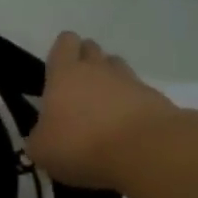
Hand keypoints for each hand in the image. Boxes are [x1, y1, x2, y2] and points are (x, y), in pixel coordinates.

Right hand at [26, 33, 180, 191]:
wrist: (146, 153)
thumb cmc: (81, 145)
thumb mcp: (42, 149)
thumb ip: (40, 136)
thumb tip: (44, 136)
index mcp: (64, 74)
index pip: (65, 44)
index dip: (62, 50)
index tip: (58, 67)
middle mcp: (97, 70)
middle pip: (92, 49)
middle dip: (85, 61)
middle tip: (78, 88)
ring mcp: (130, 82)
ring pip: (118, 68)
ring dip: (110, 80)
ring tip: (103, 106)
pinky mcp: (157, 100)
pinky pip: (139, 93)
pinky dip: (132, 105)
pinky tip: (127, 127)